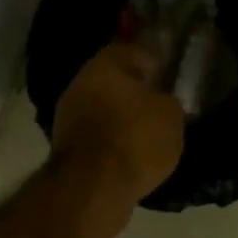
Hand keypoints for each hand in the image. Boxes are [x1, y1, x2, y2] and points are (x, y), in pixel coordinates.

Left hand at [51, 38, 184, 209]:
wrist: (92, 186)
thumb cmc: (136, 139)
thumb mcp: (171, 116)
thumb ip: (167, 101)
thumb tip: (161, 101)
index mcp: (106, 64)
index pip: (131, 50)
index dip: (152, 63)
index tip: (166, 78)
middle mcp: (81, 82)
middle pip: (112, 80)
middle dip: (133, 91)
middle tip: (156, 106)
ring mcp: (68, 114)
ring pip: (101, 106)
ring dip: (120, 116)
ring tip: (145, 133)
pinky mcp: (65, 144)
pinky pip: (95, 133)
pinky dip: (110, 138)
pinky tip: (128, 152)